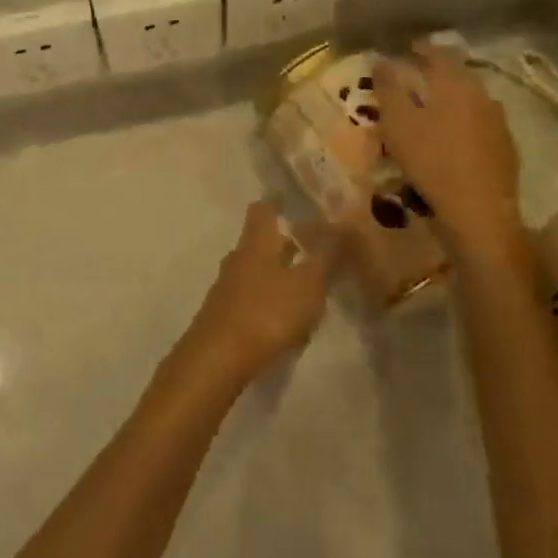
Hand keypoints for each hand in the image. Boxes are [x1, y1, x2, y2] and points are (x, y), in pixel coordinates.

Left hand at [183, 201, 330, 385]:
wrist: (217, 359)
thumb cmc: (266, 312)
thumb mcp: (307, 285)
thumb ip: (325, 257)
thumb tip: (341, 225)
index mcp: (257, 243)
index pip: (263, 209)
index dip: (276, 201)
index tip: (289, 198)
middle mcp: (238, 258)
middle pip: (259, 241)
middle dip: (282, 242)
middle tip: (308, 245)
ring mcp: (227, 287)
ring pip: (255, 270)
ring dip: (276, 272)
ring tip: (303, 285)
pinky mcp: (224, 315)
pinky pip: (250, 297)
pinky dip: (268, 299)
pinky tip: (284, 318)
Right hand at [374, 41, 525, 262]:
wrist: (480, 212)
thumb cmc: (432, 161)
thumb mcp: (397, 123)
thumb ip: (388, 88)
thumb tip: (381, 59)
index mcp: (455, 83)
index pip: (438, 53)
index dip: (421, 48)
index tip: (407, 48)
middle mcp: (481, 95)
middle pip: (457, 75)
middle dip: (436, 73)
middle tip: (417, 78)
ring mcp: (498, 121)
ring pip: (470, 100)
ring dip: (451, 99)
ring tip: (432, 109)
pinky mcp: (505, 147)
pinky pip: (480, 123)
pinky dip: (464, 122)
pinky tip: (453, 137)